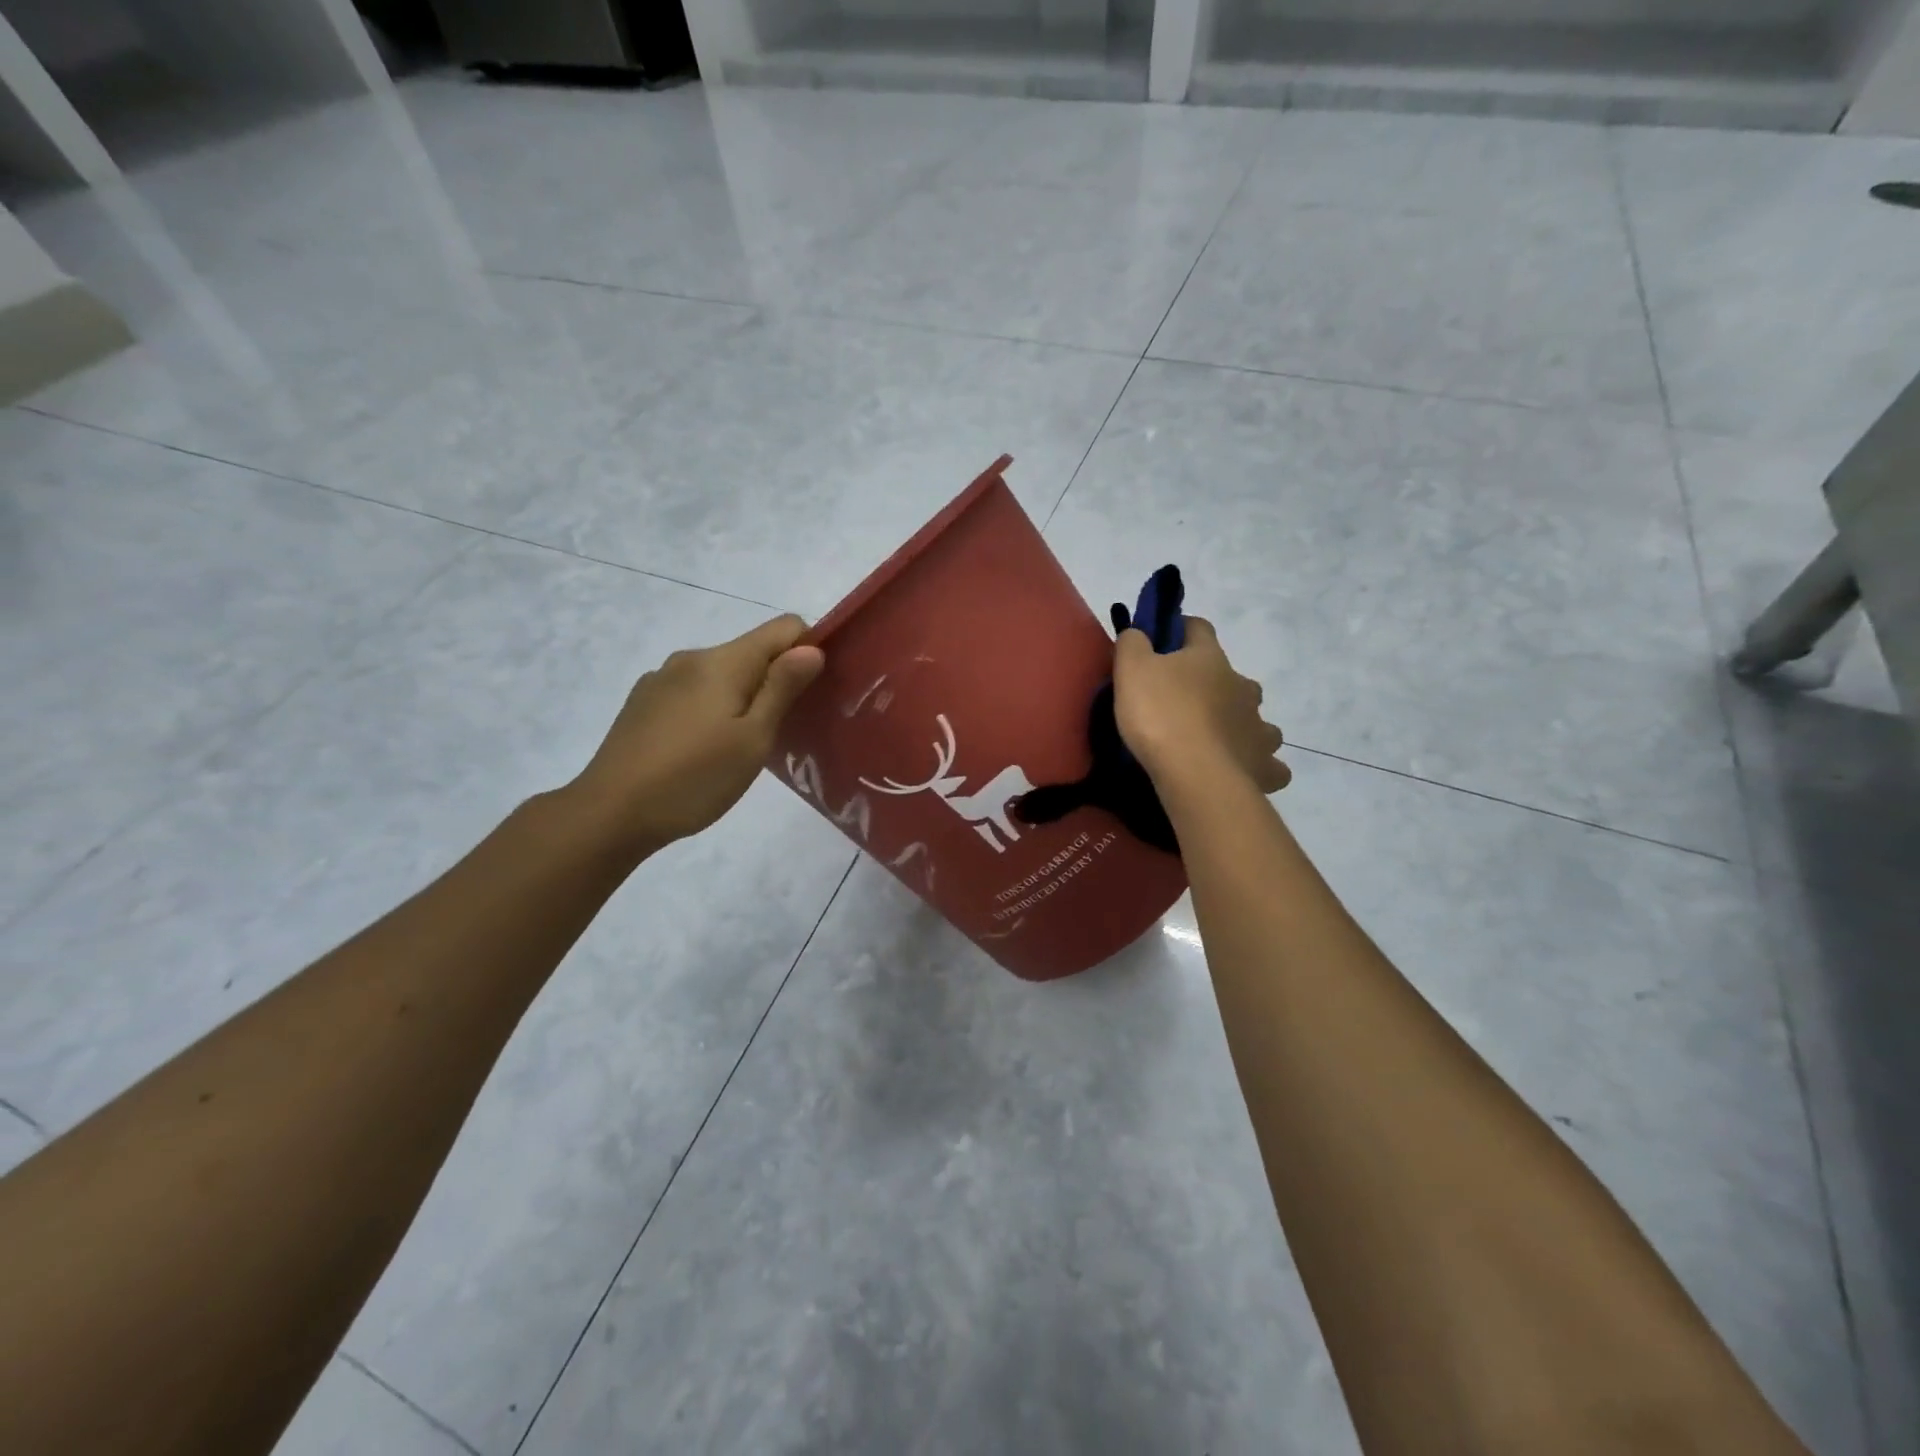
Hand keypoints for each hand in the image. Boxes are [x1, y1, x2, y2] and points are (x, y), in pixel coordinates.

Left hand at [569, 615, 824, 851]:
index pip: (784, 627)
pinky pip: (693, 692)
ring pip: (720, 674)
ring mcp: (661, 679)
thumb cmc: (694, 778)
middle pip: (751, 652)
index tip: (813, 692)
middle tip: (779, 732)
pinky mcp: (642, 702)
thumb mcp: (753, 738)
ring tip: (739, 747)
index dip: (809, 649)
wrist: (610, 812)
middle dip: (774, 680)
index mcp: (723, 661)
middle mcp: (691, 658)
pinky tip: (701, 750)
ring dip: (741, 697)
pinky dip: (710, 708)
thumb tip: (812, 647)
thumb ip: (782, 688)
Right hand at [1113, 617, 1289, 795]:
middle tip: (1185, 705)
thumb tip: (1138, 632)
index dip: (1181, 629)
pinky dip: (1257, 765)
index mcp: (1210, 659)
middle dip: (1214, 686)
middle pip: (1234, 677)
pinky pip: (1268, 764)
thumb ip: (1133, 644)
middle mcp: (1242, 687)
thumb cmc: (1160, 715)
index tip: (1163, 641)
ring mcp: (1259, 726)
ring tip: (1216, 742)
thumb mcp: (1131, 670)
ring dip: (1240, 725)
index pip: (1199, 628)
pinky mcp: (1264, 765)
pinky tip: (1240, 772)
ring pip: (1257, 720)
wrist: (1195, 774)